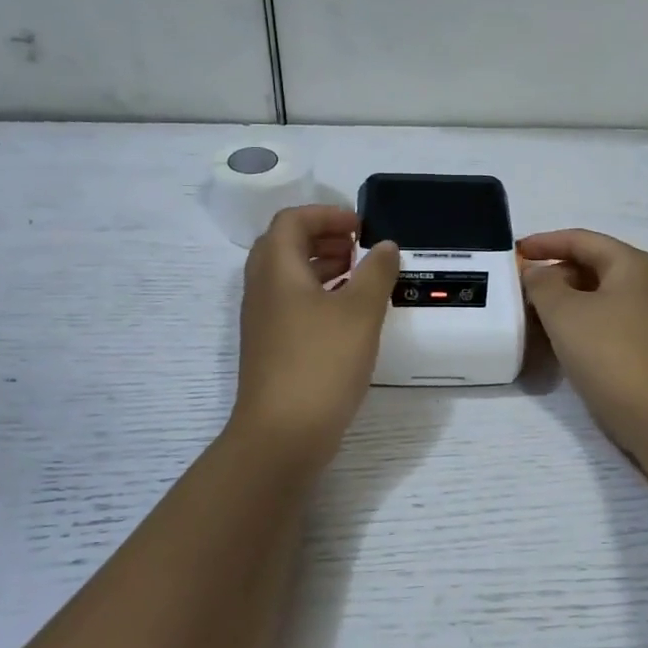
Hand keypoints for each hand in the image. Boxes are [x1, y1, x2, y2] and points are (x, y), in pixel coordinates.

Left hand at [230, 206, 399, 468]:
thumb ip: (376, 272)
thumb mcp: (360, 312)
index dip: (326, 214)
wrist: (283, 433)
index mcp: (277, 269)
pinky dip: (318, 295)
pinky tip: (347, 315)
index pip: (292, 221)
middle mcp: (262, 288)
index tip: (361, 227)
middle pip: (285, 245)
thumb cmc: (321, 363)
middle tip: (360, 248)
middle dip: (323, 237)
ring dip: (322, 266)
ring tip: (359, 277)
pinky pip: (291, 304)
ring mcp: (263, 320)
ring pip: (288, 277)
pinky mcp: (270, 347)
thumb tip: (386, 246)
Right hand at [519, 230, 647, 457]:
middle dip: (556, 274)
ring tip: (535, 315)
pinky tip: (563, 340)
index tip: (516, 252)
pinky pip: (611, 320)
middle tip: (522, 289)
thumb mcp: (564, 313)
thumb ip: (543, 284)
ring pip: (602, 296)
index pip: (582, 240)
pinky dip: (584, 321)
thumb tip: (538, 273)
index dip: (546, 242)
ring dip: (567, 300)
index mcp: (633, 265)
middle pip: (594, 266)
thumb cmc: (609, 355)